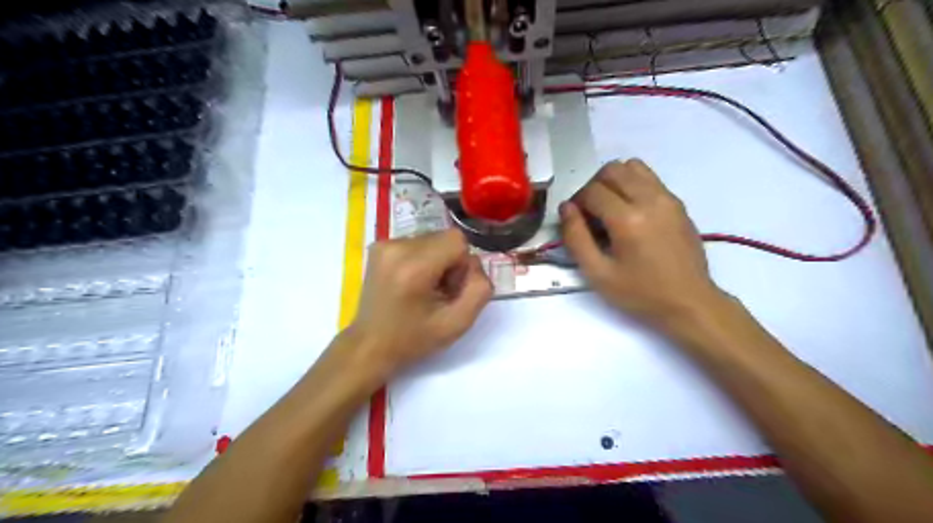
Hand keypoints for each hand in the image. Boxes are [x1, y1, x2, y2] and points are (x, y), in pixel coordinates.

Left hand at [348, 230, 495, 377]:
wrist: (370, 345)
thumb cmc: (414, 338)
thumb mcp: (458, 323)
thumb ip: (479, 289)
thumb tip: (474, 263)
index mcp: (414, 267)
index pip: (457, 240)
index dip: (462, 264)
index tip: (450, 289)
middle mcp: (396, 248)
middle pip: (444, 238)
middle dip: (449, 262)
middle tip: (438, 292)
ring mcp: (384, 244)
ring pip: (431, 239)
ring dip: (436, 261)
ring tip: (423, 289)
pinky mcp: (379, 246)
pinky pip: (416, 242)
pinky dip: (421, 259)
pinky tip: (411, 282)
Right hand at [556, 159, 723, 329]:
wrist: (689, 302)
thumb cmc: (640, 293)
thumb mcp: (597, 274)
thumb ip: (576, 238)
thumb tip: (566, 208)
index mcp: (627, 219)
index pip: (592, 190)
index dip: (577, 203)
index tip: (577, 222)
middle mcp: (649, 199)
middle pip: (611, 169)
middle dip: (594, 187)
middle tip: (591, 214)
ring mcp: (667, 198)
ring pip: (632, 166)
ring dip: (614, 181)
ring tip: (611, 208)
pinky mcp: (678, 203)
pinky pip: (650, 178)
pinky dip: (633, 185)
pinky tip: (631, 213)